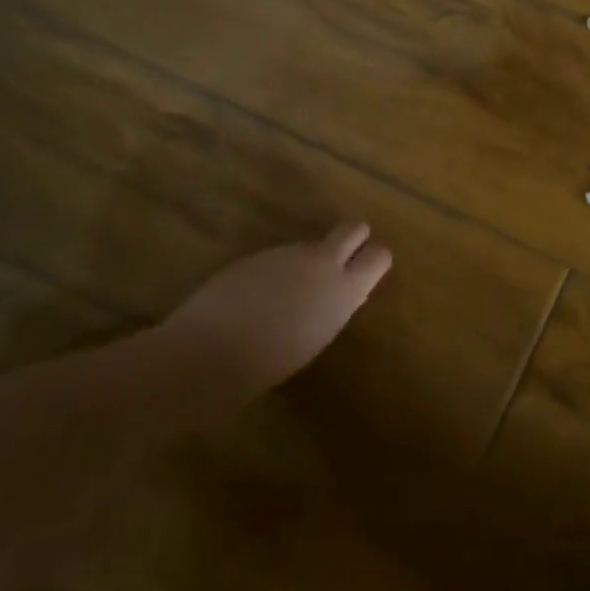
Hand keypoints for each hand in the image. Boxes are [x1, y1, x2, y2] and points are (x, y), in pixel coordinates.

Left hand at [146, 221, 392, 405]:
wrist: (210, 352)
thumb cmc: (270, 362)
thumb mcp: (318, 335)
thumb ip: (332, 305)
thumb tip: (335, 293)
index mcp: (344, 289)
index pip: (379, 255)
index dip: (373, 260)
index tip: (365, 273)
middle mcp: (321, 262)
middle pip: (353, 228)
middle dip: (353, 238)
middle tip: (341, 261)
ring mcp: (287, 253)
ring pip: (310, 245)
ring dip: (306, 260)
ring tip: (286, 295)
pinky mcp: (256, 254)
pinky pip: (279, 257)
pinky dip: (275, 271)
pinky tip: (256, 299)